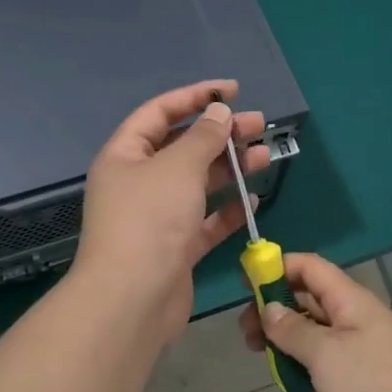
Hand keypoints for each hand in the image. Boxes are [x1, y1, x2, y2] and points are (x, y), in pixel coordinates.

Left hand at [73, 80, 268, 350]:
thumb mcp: (178, 167)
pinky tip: (254, 202)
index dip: (195, 96)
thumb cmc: (150, 221)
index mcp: (125, 155)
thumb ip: (203, 137)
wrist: (132, 301)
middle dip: (221, 134)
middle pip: (183, 147)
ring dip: (231, 169)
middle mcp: (138, 182)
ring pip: (198, 184)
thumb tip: (219, 112)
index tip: (233, 91)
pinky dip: (228, 211)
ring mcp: (157, 217)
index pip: (160, 112)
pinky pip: (205, 222)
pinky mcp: (175, 249)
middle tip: (259, 125)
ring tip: (265, 157)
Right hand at [239, 253, 391, 391]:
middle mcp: (356, 312)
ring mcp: (362, 341)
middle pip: (308, 295)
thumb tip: (268, 308)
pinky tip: (290, 377)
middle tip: (246, 333)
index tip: (245, 284)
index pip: (309, 266)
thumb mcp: (324, 354)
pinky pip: (327, 351)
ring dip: (286, 335)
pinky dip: (305, 357)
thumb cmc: (373, 385)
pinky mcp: (365, 369)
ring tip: (261, 356)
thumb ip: (291, 329)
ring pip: (315, 326)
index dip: (277, 266)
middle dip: (274, 307)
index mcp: (349, 298)